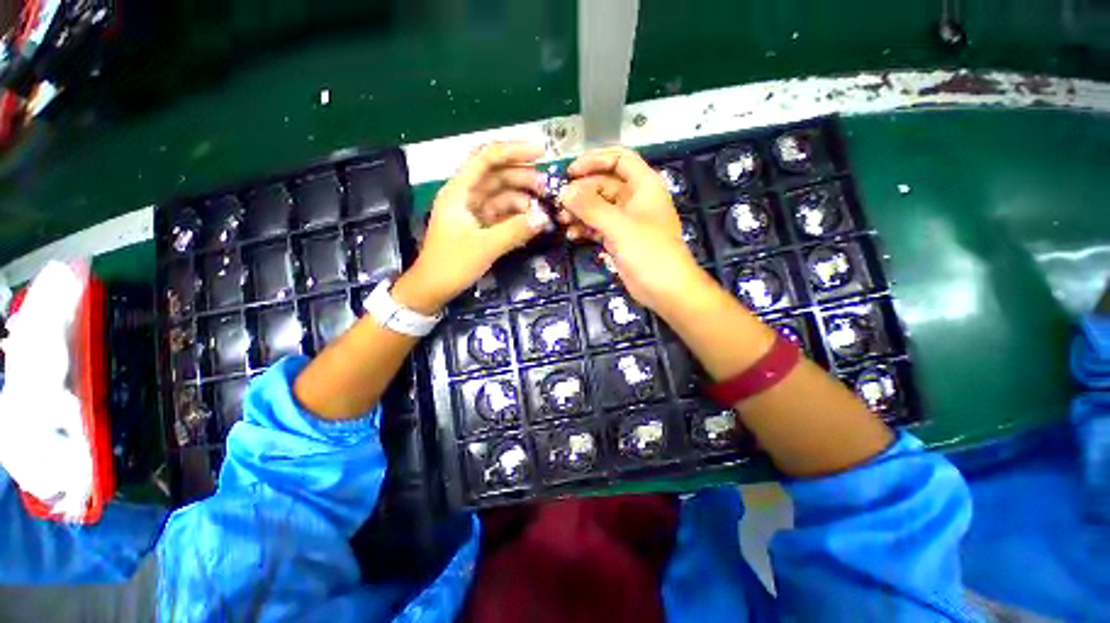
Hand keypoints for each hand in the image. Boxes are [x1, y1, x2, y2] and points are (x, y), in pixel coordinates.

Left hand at [394, 142, 552, 313]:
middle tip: (547, 188)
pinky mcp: (480, 226)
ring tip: (542, 209)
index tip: (541, 152)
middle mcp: (466, 195)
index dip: (513, 151)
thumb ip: (515, 230)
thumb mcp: (485, 247)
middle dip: (523, 177)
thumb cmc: (452, 264)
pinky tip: (531, 222)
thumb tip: (543, 217)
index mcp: (459, 191)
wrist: (433, 288)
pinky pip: (502, 213)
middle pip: (497, 175)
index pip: (486, 158)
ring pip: (501, 195)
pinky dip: (517, 215)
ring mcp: (473, 211)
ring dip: (522, 198)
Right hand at [557, 147, 712, 313]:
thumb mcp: (619, 226)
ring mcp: (626, 221)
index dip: (595, 160)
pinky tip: (573, 235)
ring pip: (598, 207)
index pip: (619, 159)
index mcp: (644, 185)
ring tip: (563, 221)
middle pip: (603, 184)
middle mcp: (635, 199)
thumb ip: (591, 207)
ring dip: (580, 212)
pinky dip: (585, 228)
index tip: (570, 171)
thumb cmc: (649, 252)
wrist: (665, 289)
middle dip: (581, 192)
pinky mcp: (618, 239)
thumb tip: (565, 192)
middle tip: (560, 203)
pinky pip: (597, 226)